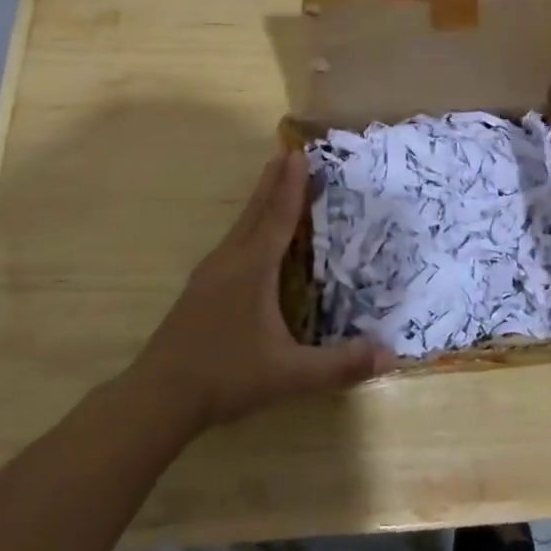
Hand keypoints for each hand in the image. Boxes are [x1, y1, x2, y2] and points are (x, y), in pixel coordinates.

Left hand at [132, 150, 391, 429]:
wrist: (158, 396)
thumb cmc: (226, 376)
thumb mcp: (289, 375)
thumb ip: (340, 365)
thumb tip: (391, 355)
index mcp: (253, 269)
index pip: (278, 217)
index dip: (291, 185)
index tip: (299, 153)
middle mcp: (230, 261)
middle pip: (256, 212)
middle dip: (273, 182)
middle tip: (286, 153)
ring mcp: (209, 275)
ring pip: (240, 227)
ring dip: (259, 202)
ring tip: (272, 185)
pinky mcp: (199, 290)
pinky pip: (232, 244)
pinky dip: (248, 226)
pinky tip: (250, 241)